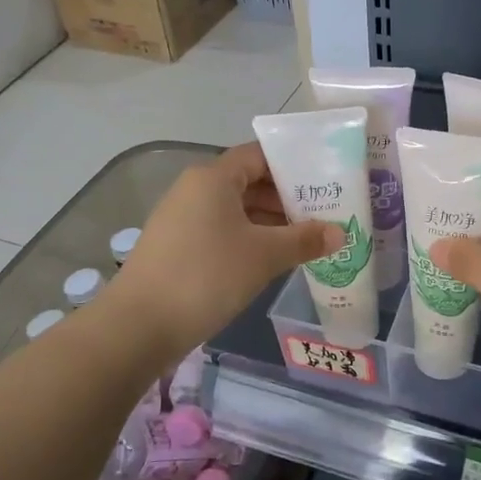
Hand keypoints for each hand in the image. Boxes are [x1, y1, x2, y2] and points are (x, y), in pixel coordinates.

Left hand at [110, 142, 342, 362]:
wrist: (140, 324)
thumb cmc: (207, 275)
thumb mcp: (264, 256)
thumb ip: (305, 240)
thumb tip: (340, 232)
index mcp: (213, 177)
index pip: (259, 155)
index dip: (293, 164)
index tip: (324, 180)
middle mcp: (195, 189)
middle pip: (248, 182)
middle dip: (286, 197)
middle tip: (324, 213)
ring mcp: (182, 218)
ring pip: (235, 209)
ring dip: (270, 222)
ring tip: (307, 238)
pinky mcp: (177, 246)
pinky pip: (222, 230)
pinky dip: (249, 238)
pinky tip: (273, 259)